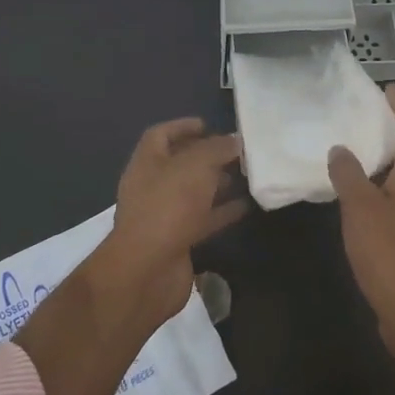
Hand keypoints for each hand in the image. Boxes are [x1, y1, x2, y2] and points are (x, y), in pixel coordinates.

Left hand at [99, 117, 245, 330]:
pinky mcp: (178, 240)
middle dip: (207, 156)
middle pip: (180, 163)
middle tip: (237, 151)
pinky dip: (223, 211)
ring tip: (247, 174)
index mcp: (147, 162)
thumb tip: (235, 140)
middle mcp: (152, 186)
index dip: (183, 126)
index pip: (161, 135)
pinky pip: (203, 219)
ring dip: (218, 183)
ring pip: (194, 192)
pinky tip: (247, 205)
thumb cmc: (167, 207)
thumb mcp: (195, 167)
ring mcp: (164, 215)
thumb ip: (217, 149)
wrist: (148, 270)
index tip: (209, 125)